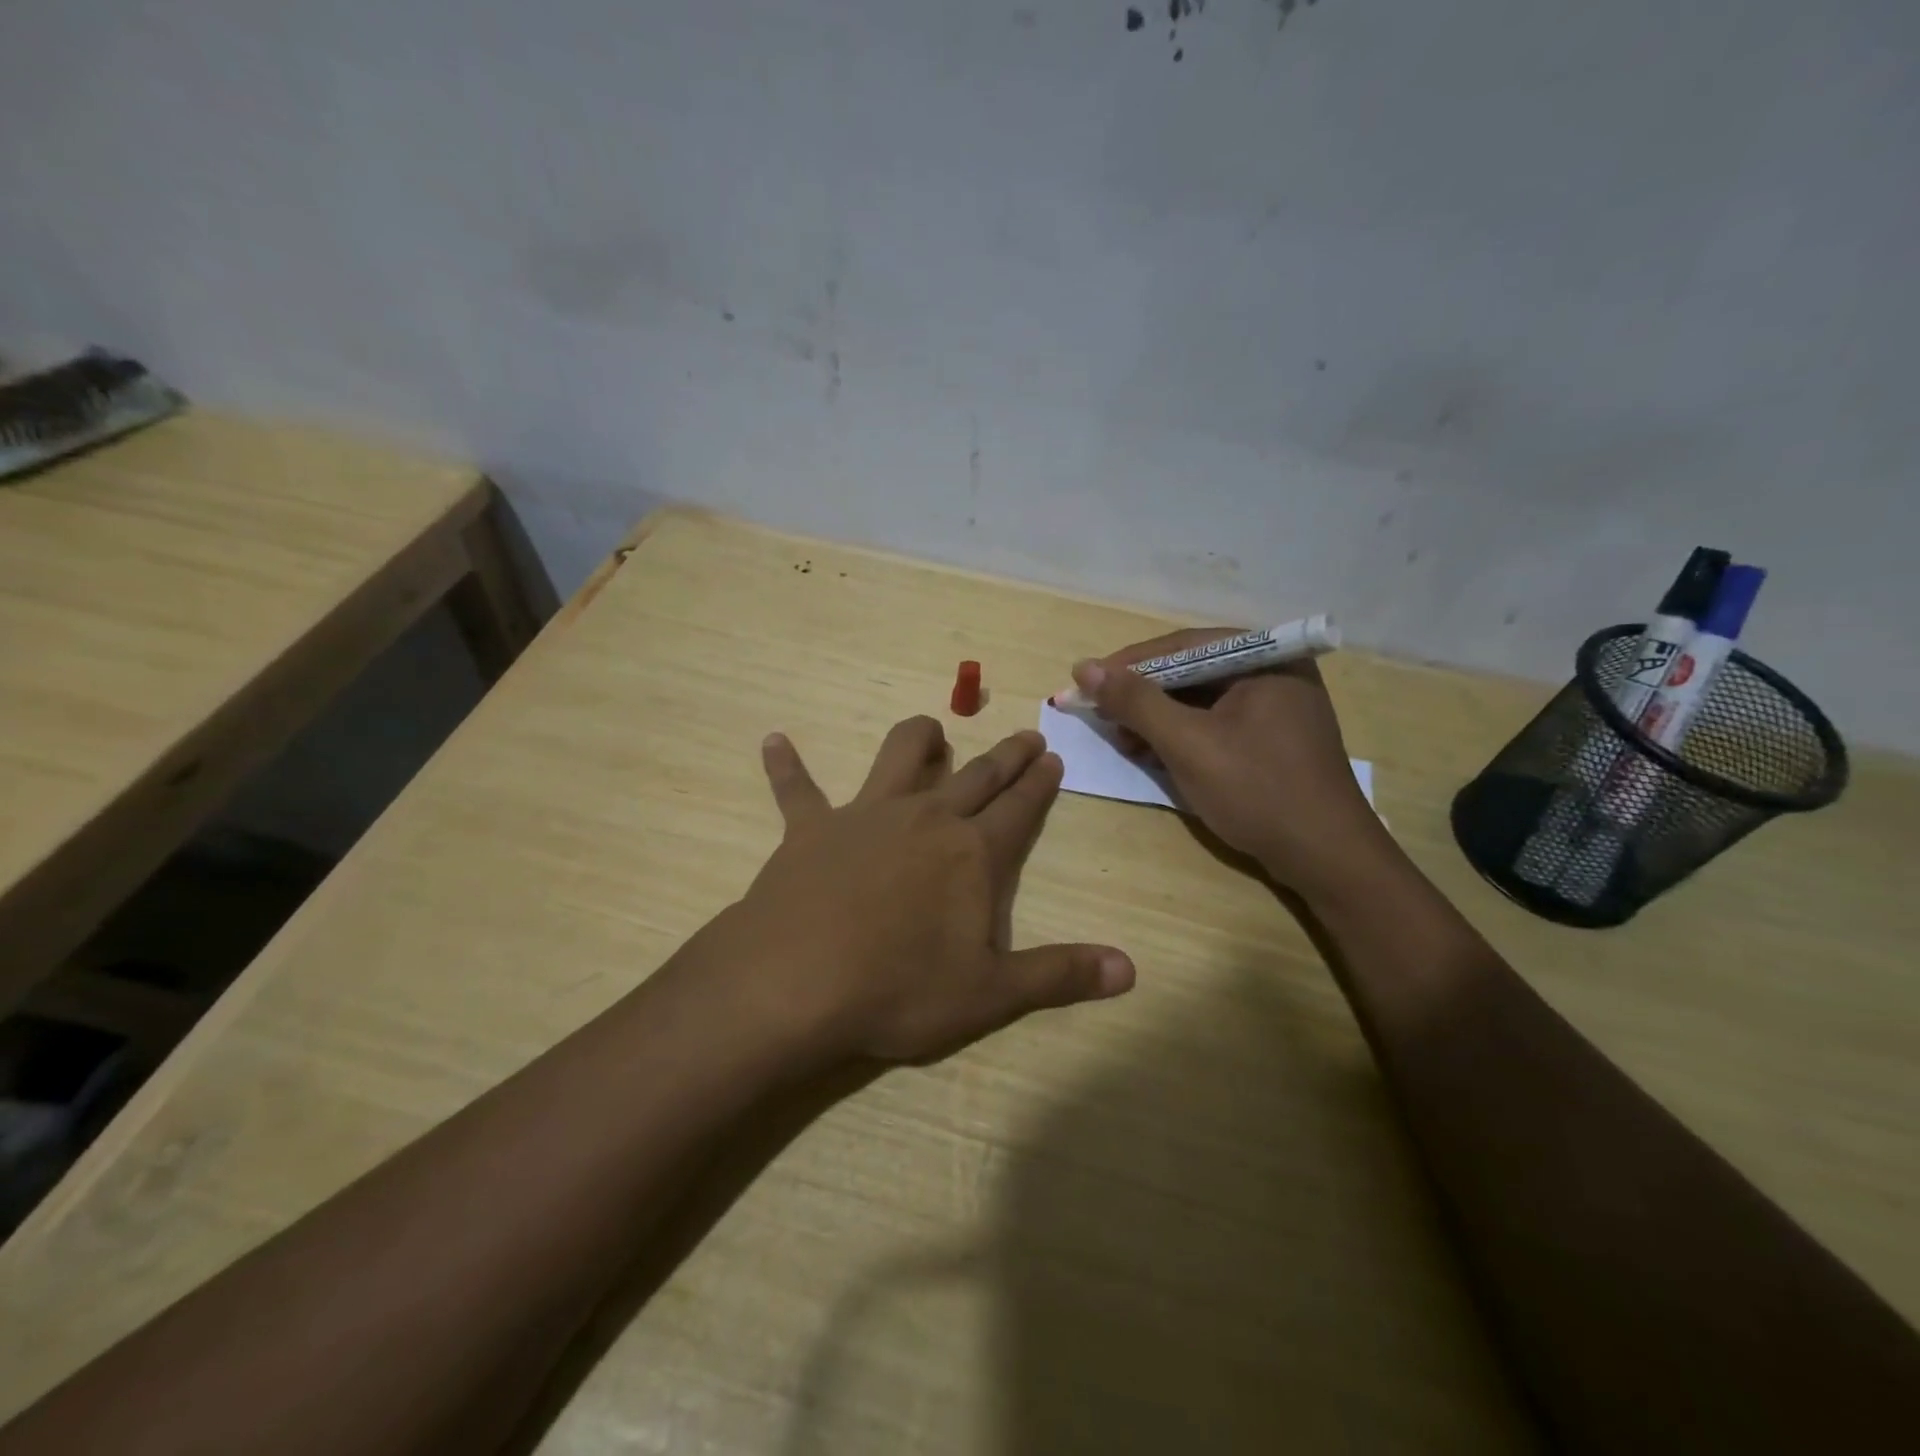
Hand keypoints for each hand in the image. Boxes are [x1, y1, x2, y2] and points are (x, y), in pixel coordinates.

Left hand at [724, 716, 1133, 1063]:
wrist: (795, 983)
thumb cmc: (899, 989)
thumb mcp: (990, 994)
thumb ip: (1060, 975)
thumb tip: (1130, 969)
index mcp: (971, 854)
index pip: (1019, 808)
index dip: (1040, 784)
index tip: (1053, 756)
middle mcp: (924, 818)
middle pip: (976, 775)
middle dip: (1005, 756)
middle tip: (1025, 735)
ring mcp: (864, 816)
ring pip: (898, 757)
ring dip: (917, 739)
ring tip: (930, 730)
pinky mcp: (809, 829)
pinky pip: (796, 789)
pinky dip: (786, 766)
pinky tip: (773, 742)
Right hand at [1069, 630, 1393, 901]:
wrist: (1326, 858)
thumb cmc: (1258, 791)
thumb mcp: (1188, 744)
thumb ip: (1136, 702)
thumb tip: (1084, 668)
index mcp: (1265, 658)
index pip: (1181, 646)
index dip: (1127, 665)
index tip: (1085, 683)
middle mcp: (1273, 671)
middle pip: (1190, 671)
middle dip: (1142, 696)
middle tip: (1100, 715)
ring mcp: (1275, 706)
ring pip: (1199, 700)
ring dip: (1156, 718)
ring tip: (1122, 739)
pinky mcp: (1271, 739)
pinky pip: (1214, 723)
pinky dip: (1180, 736)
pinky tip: (1152, 753)